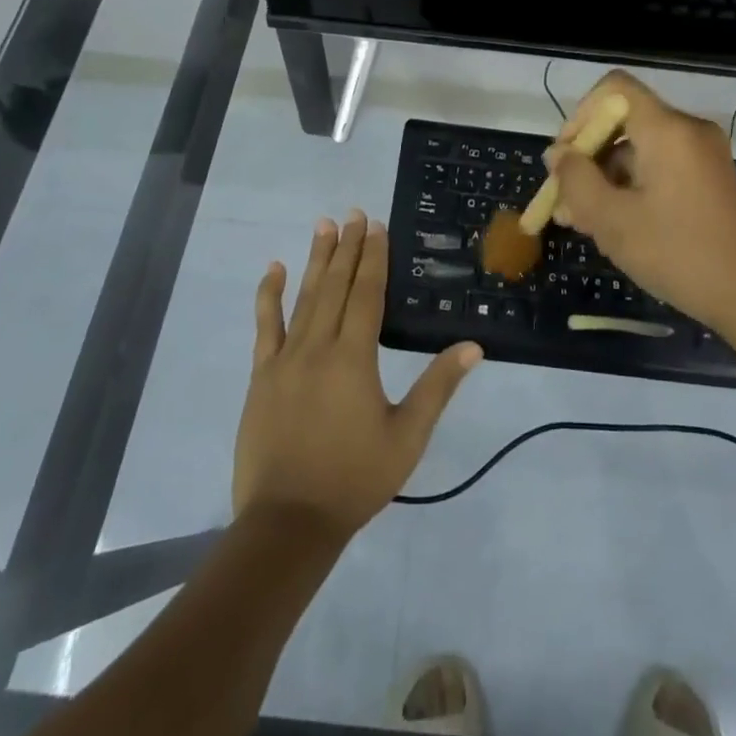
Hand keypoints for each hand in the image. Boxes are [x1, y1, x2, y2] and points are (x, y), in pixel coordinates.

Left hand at [234, 211, 482, 537]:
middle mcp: (319, 346)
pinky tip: (273, 269)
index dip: (373, 257)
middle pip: (336, 286)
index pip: (367, 294)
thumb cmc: (355, 478)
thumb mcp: (407, 436)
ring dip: (315, 259)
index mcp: (355, 357)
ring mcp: (285, 358)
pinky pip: (265, 325)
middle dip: (347, 247)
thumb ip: (438, 387)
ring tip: (323, 225)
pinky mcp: (262, 375)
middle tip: (353, 213)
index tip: (376, 226)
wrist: (288, 522)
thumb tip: (472, 346)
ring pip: (303, 297)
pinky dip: (269, 294)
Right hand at [548, 71, 735, 329]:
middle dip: (587, 158)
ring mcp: (704, 157)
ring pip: (640, 151)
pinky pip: (661, 169)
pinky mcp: (711, 181)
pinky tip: (617, 228)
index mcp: (667, 129)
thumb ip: (576, 180)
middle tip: (564, 203)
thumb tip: (558, 155)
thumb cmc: (680, 254)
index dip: (580, 116)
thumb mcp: (613, 220)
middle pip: (624, 123)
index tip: (565, 159)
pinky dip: (633, 188)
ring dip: (606, 179)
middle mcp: (688, 131)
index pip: (613, 88)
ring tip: (583, 224)